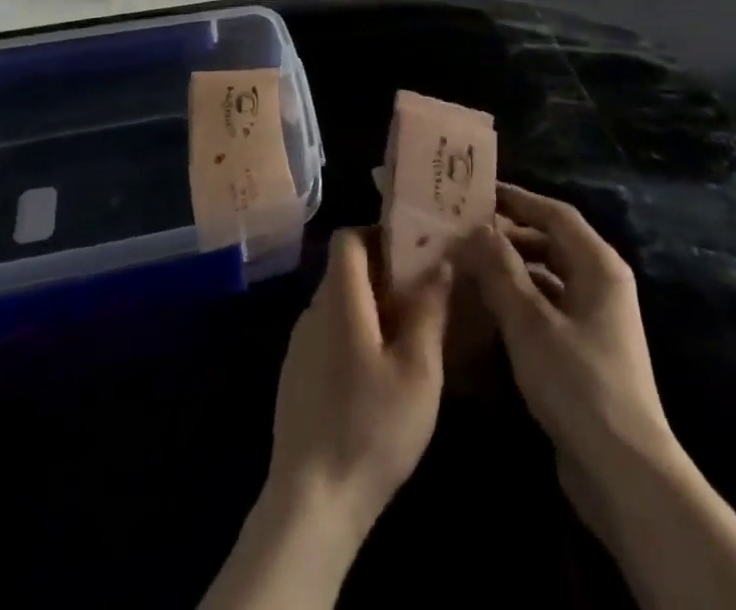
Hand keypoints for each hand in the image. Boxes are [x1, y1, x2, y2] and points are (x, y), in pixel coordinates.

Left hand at [204, 230, 450, 609]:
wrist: (312, 502)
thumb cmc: (371, 428)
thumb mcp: (418, 371)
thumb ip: (429, 312)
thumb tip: (439, 264)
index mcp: (339, 300)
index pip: (347, 237)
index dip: (378, 233)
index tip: (413, 250)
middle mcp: (312, 312)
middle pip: (345, 270)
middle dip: (384, 272)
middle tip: (424, 293)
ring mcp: (300, 346)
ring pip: (339, 304)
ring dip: (372, 306)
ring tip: (410, 333)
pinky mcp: (296, 376)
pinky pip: (329, 334)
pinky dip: (355, 334)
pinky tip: (380, 372)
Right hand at [459, 188, 735, 609]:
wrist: (624, 472)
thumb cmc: (577, 383)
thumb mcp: (529, 321)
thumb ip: (500, 268)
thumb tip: (475, 227)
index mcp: (599, 266)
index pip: (554, 213)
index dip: (516, 199)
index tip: (476, 192)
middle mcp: (601, 284)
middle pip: (551, 242)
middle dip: (509, 234)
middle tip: (464, 229)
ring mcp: (595, 319)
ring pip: (548, 276)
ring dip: (511, 268)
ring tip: (468, 264)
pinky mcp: (585, 351)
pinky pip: (547, 307)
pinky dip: (519, 300)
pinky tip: (486, 308)